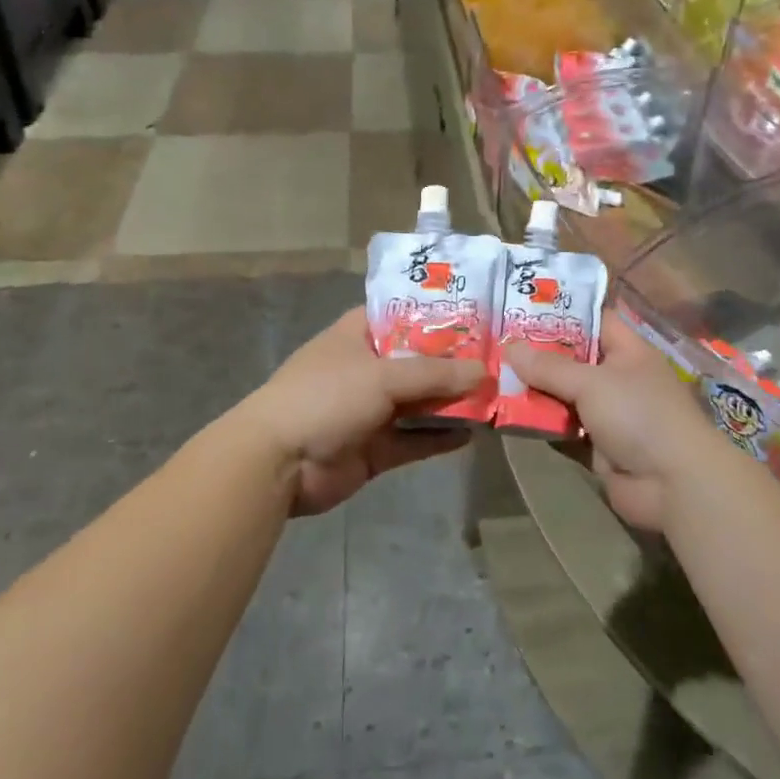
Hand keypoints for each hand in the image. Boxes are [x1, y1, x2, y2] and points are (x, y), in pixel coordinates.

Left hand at [241, 309, 484, 516]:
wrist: (278, 464)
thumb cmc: (326, 397)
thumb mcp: (383, 376)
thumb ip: (435, 374)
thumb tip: (484, 372)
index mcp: (358, 335)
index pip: (403, 314)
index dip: (439, 314)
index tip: (481, 315)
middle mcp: (366, 368)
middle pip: (418, 361)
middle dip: (455, 363)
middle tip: (501, 360)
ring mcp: (370, 409)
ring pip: (419, 402)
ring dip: (451, 402)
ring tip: (496, 397)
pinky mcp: (374, 447)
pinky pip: (414, 439)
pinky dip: (439, 437)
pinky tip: (472, 434)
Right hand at [504, 317, 730, 532]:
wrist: (673, 484)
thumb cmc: (639, 415)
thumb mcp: (592, 382)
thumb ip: (549, 366)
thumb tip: (509, 348)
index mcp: (628, 351)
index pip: (594, 320)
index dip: (562, 312)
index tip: (522, 307)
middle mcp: (618, 378)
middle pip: (573, 360)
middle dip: (537, 355)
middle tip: (495, 344)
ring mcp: (609, 414)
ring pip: (564, 396)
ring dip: (535, 392)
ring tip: (492, 378)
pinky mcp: (598, 447)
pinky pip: (563, 429)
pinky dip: (541, 425)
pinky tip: (507, 417)